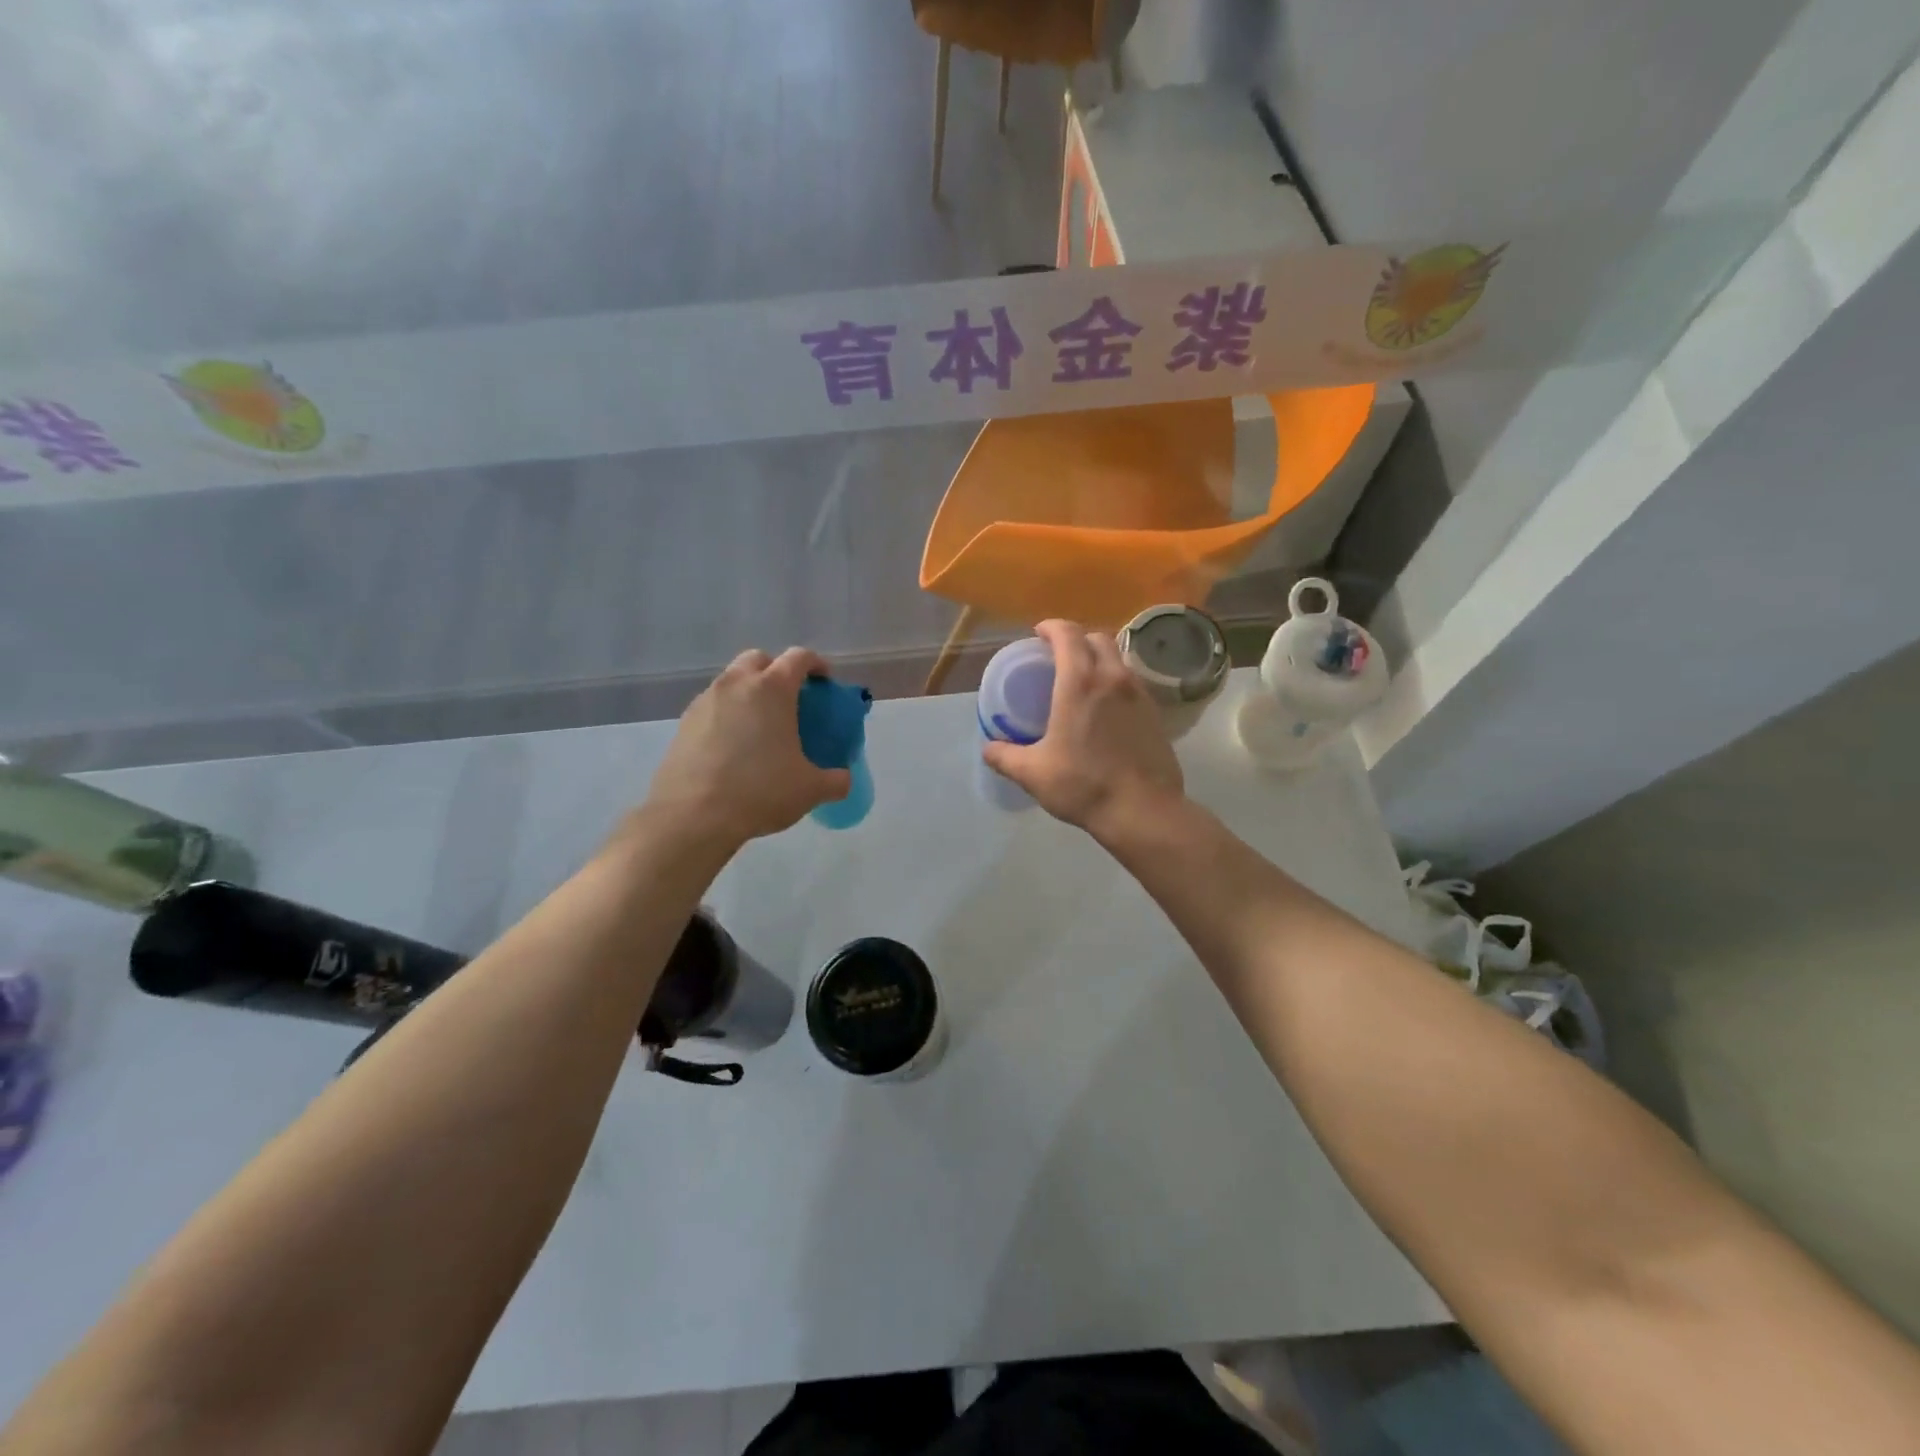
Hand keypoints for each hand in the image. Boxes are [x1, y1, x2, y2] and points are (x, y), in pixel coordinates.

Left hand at [643, 648, 852, 848]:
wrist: (693, 816)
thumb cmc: (760, 792)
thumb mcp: (810, 790)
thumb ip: (835, 780)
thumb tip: (843, 779)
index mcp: (772, 689)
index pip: (799, 658)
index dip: (816, 665)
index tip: (824, 683)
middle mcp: (736, 684)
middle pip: (759, 660)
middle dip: (776, 671)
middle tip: (789, 701)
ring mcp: (705, 701)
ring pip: (731, 682)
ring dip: (749, 693)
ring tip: (760, 727)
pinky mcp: (683, 723)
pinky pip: (712, 707)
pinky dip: (727, 716)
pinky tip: (734, 747)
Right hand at [982, 619, 1184, 839]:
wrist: (1142, 810)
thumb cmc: (1083, 785)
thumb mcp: (1033, 773)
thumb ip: (1005, 756)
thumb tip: (988, 748)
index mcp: (1079, 682)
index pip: (1068, 634)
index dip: (1052, 627)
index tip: (1039, 634)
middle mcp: (1113, 678)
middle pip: (1098, 638)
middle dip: (1077, 639)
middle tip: (1059, 656)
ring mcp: (1139, 694)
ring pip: (1119, 659)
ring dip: (1099, 659)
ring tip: (1083, 681)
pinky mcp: (1156, 713)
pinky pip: (1133, 683)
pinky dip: (1116, 682)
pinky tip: (1106, 708)